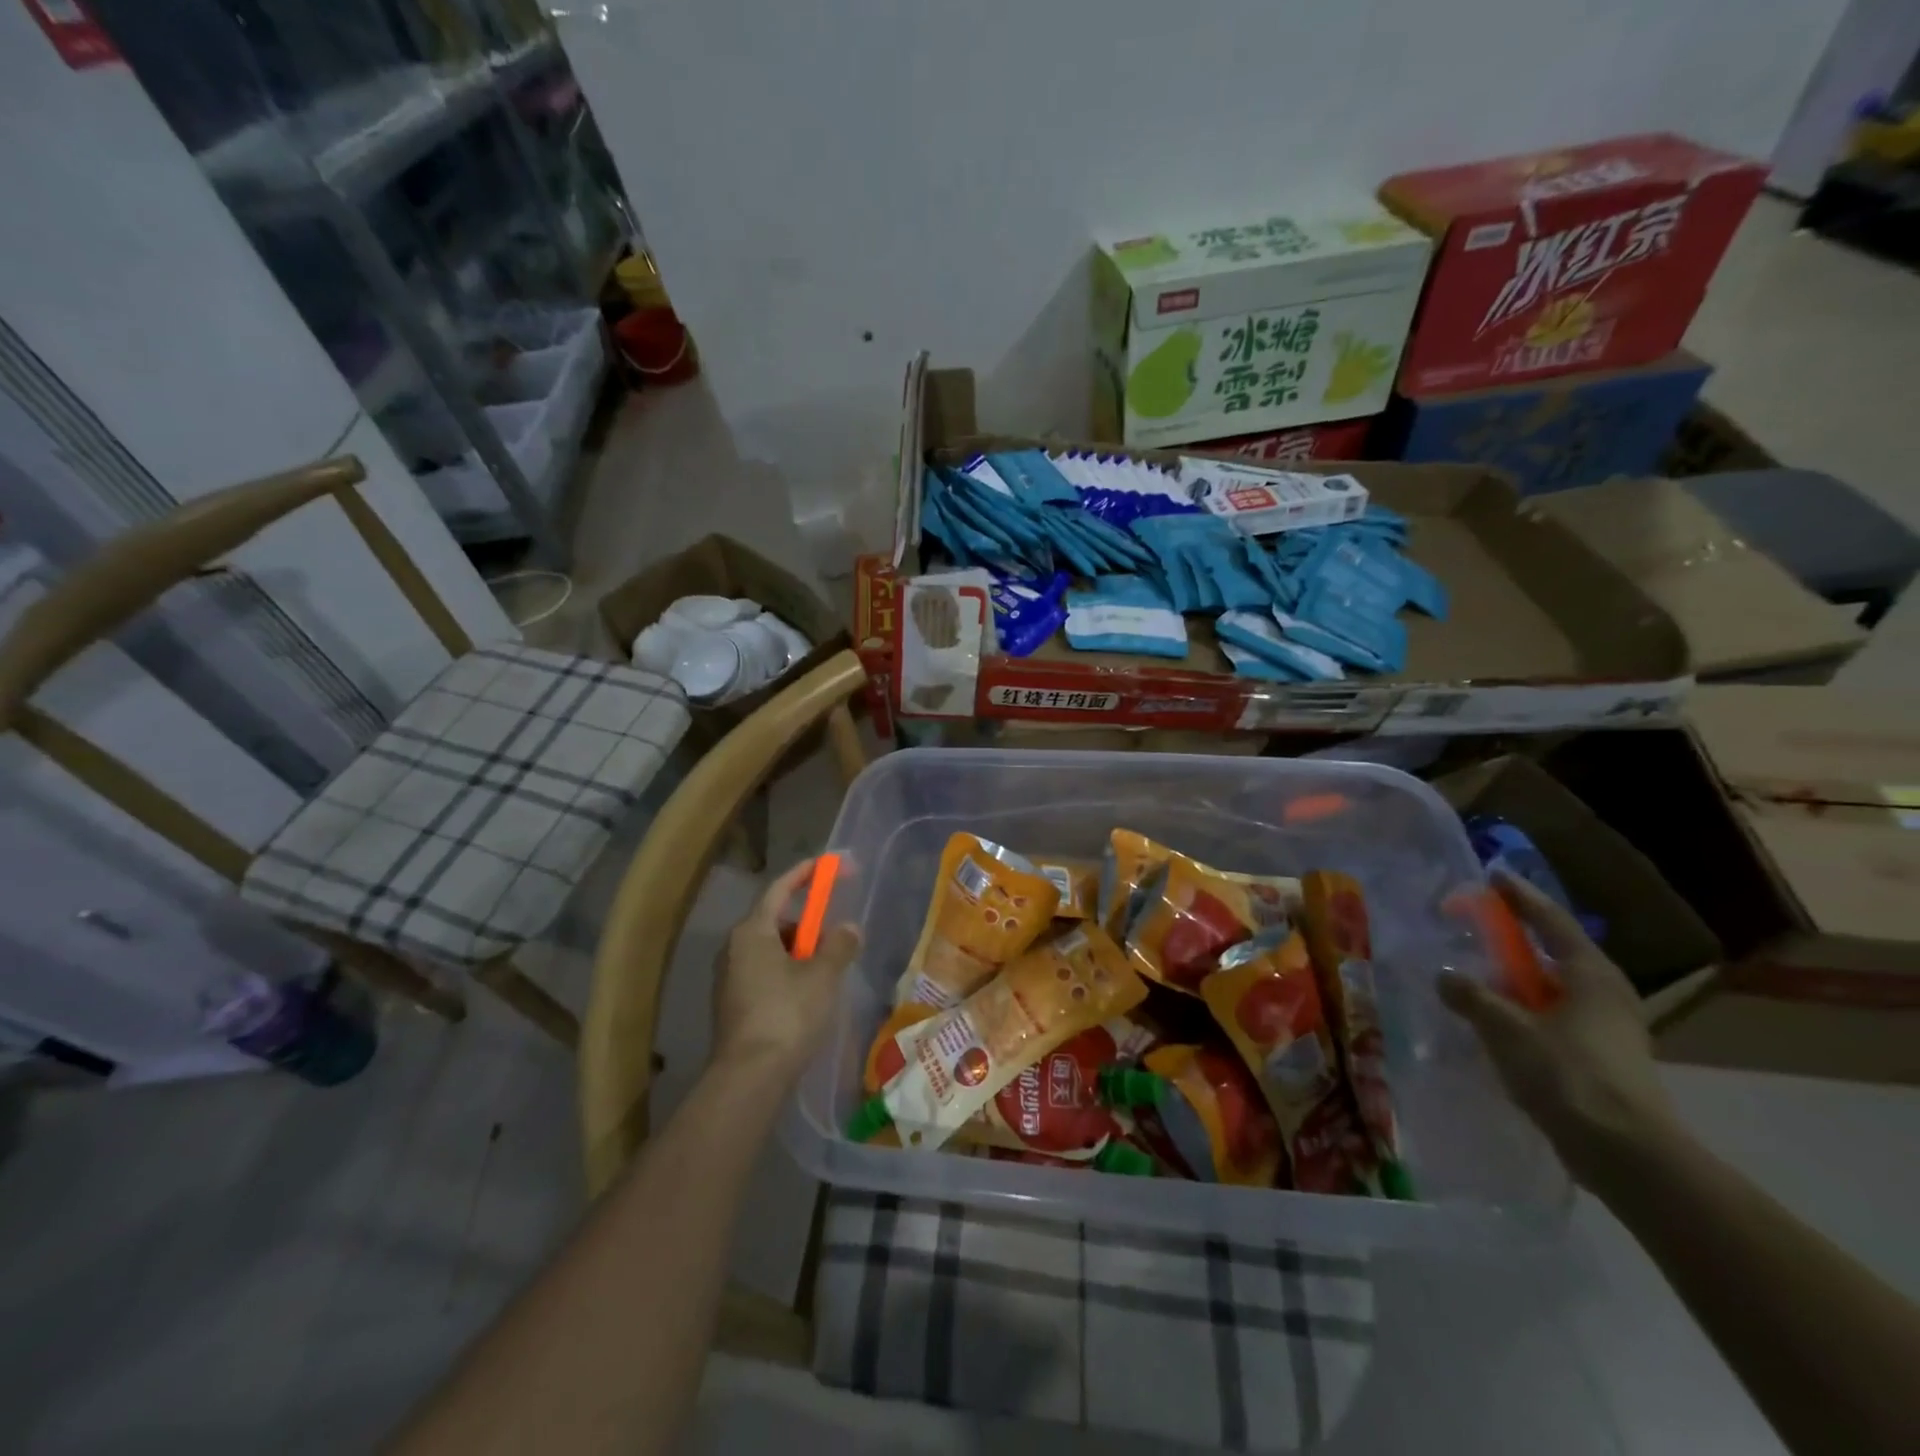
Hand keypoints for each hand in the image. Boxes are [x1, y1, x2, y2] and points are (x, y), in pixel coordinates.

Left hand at [713, 858, 860, 1081]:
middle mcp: (734, 949)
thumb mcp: (823, 976)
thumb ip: (839, 945)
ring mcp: (729, 979)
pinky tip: (808, 996)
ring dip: (799, 952)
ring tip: (827, 972)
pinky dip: (787, 974)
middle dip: (807, 924)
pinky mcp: (732, 1005)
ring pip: (770, 951)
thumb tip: (849, 928)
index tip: (828, 865)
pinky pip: (764, 974)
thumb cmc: (787, 1015)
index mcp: (752, 932)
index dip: (805, 874)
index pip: (779, 889)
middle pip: (775, 921)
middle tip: (835, 936)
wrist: (749, 1078)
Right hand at [1437, 872, 1678, 1188]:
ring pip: (1554, 989)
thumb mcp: (1507, 1029)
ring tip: (1479, 975)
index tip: (1494, 875)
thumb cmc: (1568, 1076)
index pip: (1550, 921)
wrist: (1628, 1155)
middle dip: (1517, 940)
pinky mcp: (1603, 1060)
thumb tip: (1446, 976)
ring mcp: (1609, 1029)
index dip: (1520, 897)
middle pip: (1556, 953)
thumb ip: (1472, 997)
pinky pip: (1554, 1019)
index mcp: (1590, 974)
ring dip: (1519, 980)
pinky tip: (1498, 1022)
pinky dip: (1525, 1011)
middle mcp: (1606, 994)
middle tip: (1478, 927)